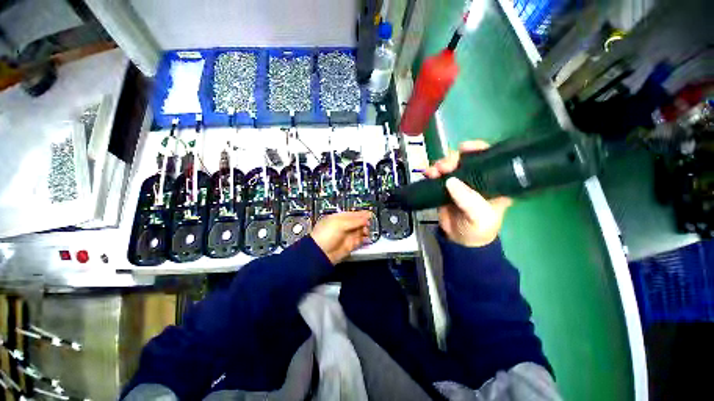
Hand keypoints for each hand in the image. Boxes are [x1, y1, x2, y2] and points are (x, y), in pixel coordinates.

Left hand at [310, 211, 371, 263]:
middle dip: (364, 222)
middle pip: (357, 222)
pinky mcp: (350, 245)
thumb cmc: (325, 235)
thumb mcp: (340, 224)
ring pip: (360, 231)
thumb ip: (354, 221)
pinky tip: (367, 237)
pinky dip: (365, 239)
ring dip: (365, 230)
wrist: (321, 253)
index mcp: (338, 218)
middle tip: (369, 222)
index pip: (352, 214)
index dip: (361, 214)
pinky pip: (360, 241)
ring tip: (367, 230)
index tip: (369, 213)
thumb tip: (365, 219)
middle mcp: (343, 227)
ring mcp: (347, 236)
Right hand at [423, 141, 512, 246]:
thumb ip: (468, 200)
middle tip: (444, 166)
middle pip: (465, 160)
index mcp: (493, 182)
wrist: (460, 241)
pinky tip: (428, 174)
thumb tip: (451, 181)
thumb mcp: (479, 217)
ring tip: (433, 171)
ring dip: (440, 165)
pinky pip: (439, 176)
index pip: (489, 159)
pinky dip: (432, 172)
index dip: (478, 149)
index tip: (465, 148)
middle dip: (453, 159)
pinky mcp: (446, 188)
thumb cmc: (478, 229)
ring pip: (450, 166)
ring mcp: (460, 183)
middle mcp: (476, 179)